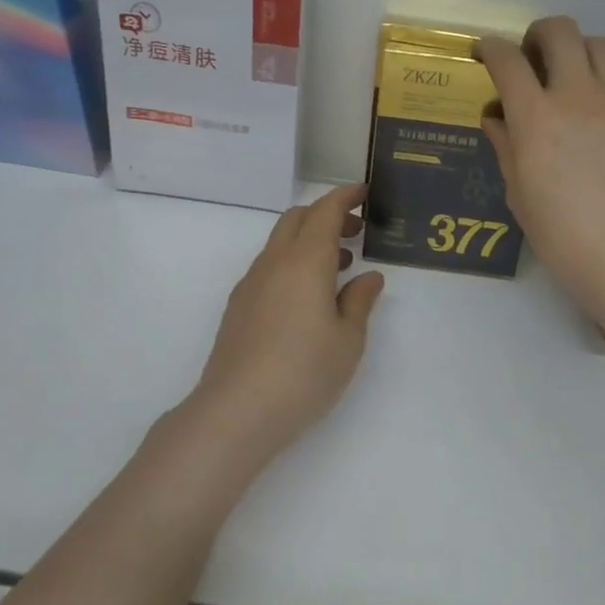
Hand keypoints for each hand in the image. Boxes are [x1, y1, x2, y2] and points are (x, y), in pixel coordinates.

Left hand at [182, 183, 385, 469]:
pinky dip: (292, 263)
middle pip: (297, 219)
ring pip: (280, 243)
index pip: (324, 211)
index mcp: (304, 262)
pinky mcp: (239, 307)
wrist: (236, 411)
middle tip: (355, 230)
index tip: (364, 193)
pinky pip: (269, 267)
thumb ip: (359, 301)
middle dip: (326, 214)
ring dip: (309, 240)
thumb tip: (368, 277)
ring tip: (339, 266)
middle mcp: (273, 263)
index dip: (345, 197)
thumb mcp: (348, 340)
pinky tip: (307, 297)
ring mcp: (251, 284)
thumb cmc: (303, 372)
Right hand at [478, 17, 604, 324]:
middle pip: (561, 31)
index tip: (485, 52)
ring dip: (574, 50)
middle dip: (537, 34)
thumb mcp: (520, 195)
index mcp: (536, 117)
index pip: (508, 60)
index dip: (491, 48)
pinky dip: (597, 82)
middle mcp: (577, 97)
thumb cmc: (563, 235)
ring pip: (597, 45)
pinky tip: (590, 117)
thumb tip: (497, 119)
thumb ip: (507, 148)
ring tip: (564, 78)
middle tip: (529, 58)